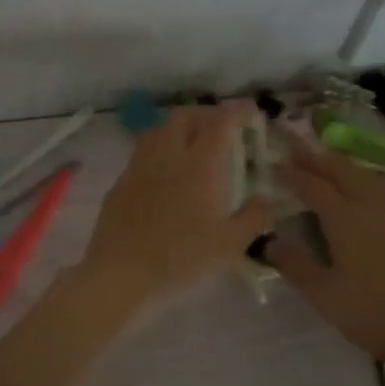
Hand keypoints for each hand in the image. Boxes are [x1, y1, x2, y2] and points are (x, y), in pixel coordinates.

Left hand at [80, 104, 274, 308]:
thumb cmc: (182, 259)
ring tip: (191, 148)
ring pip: (158, 130)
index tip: (251, 113)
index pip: (220, 120)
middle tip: (221, 130)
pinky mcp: (119, 184)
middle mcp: (167, 154)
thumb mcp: (231, 245)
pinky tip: (164, 177)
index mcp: (200, 163)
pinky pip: (141, 155)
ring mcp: (138, 167)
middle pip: (185, 116)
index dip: (238, 111)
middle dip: (206, 115)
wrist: (121, 274)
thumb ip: (254, 217)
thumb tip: (265, 199)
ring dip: (179, 130)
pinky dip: (158, 154)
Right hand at [267, 144, 384, 365]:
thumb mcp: (321, 293)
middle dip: (317, 158)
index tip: (273, 163)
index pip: (313, 185)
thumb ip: (293, 264)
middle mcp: (371, 205)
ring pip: (366, 175)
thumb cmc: (369, 311)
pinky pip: (383, 188)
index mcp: (345, 218)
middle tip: (296, 150)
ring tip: (326, 164)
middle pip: (342, 170)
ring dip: (342, 165)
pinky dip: (365, 179)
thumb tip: (268, 242)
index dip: (292, 173)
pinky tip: (364, 189)